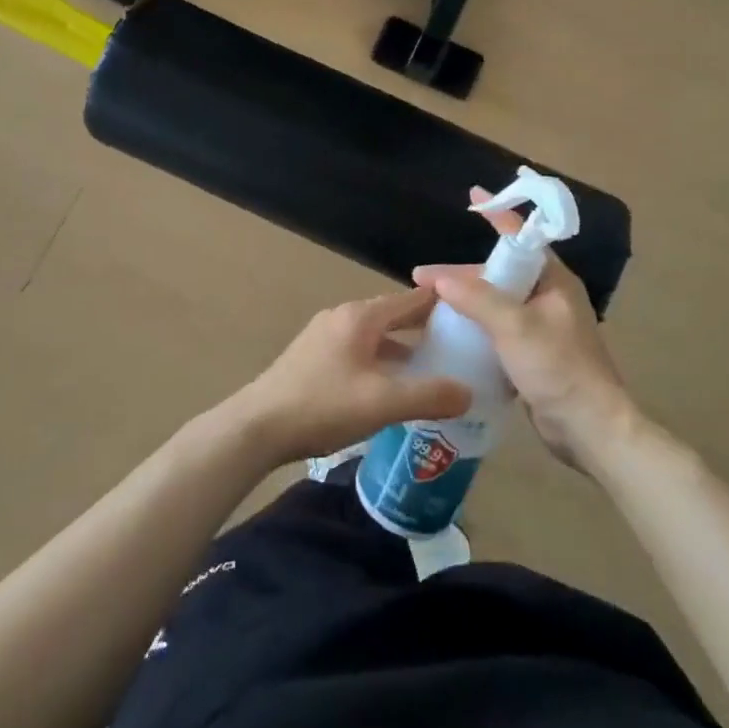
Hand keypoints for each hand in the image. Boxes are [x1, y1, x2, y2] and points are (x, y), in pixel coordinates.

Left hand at [237, 288, 472, 467]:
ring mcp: (323, 336)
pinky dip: (380, 362)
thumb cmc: (323, 406)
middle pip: (392, 316)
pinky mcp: (312, 357)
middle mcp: (342, 317)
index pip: (410, 300)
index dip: (441, 305)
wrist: (257, 427)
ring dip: (401, 349)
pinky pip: (358, 351)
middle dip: (423, 329)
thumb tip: (468, 391)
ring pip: (374, 336)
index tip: (471, 314)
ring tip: (429, 371)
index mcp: (360, 317)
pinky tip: (389, 388)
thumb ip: (429, 395)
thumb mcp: (382, 403)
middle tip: (458, 346)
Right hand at [413, 190, 637, 471]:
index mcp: (554, 281)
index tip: (473, 195)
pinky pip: (499, 329)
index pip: (522, 237)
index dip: (497, 215)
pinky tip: (449, 332)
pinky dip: (475, 326)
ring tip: (428, 304)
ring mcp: (543, 327)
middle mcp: (550, 298)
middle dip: (462, 273)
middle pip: (500, 274)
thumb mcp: (515, 327)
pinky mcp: (534, 354)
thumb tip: (440, 280)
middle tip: (422, 277)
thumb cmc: (558, 368)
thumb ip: (477, 299)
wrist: (590, 429)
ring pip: (497, 302)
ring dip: (466, 300)